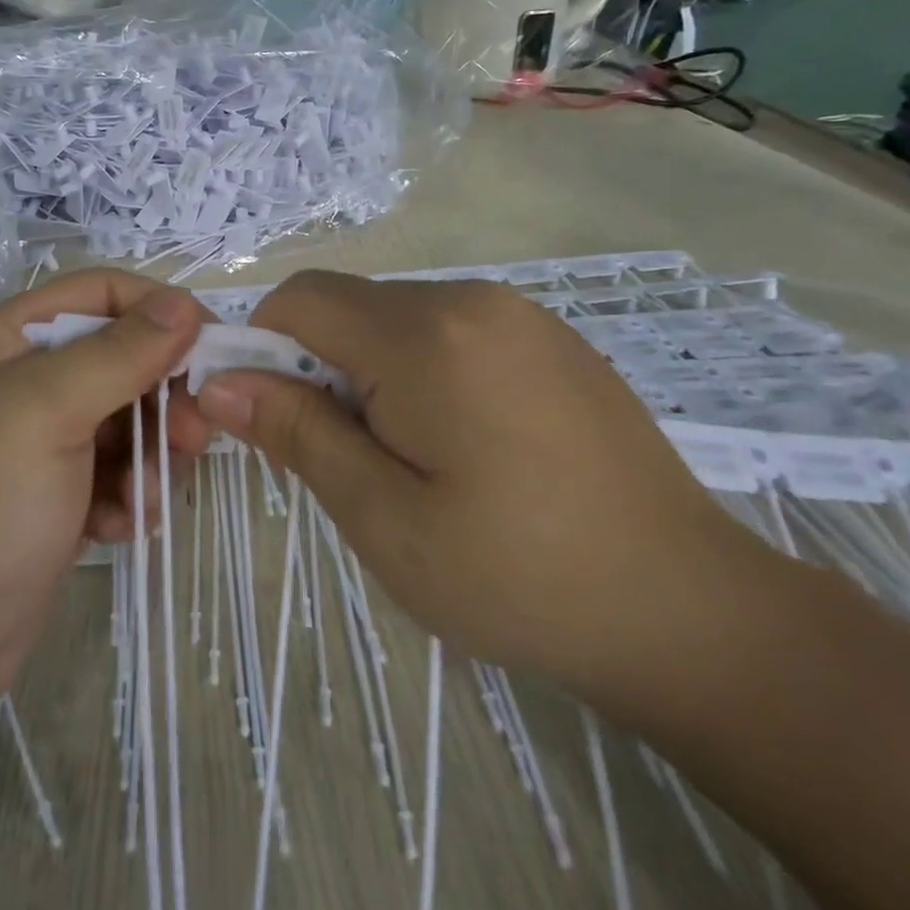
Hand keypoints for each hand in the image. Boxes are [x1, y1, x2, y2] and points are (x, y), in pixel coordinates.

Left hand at [0, 269, 213, 757]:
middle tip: (193, 439)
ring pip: (128, 422)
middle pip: (123, 359)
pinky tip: (118, 530)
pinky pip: (116, 475)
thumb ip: (119, 353)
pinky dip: (128, 497)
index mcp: (11, 339)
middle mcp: (25, 382)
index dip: (160, 310)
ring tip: (143, 501)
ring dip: (150, 457)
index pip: (102, 293)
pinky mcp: (55, 501)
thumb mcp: (46, 412)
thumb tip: (185, 302)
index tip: (213, 347)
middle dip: (162, 396)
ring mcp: (40, 446)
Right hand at [195, 271, 770, 694]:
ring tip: (408, 458)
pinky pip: (448, 329)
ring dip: (369, 371)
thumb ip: (297, 434)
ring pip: (395, 317)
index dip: (262, 348)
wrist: (691, 610)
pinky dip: (421, 369)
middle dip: (319, 367)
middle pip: (348, 306)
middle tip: (346, 457)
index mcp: (426, 335)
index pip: (300, 300)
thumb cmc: (518, 576)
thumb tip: (219, 383)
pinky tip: (464, 443)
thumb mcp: (384, 517)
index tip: (270, 419)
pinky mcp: (548, 337)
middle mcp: (470, 299)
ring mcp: (518, 313)